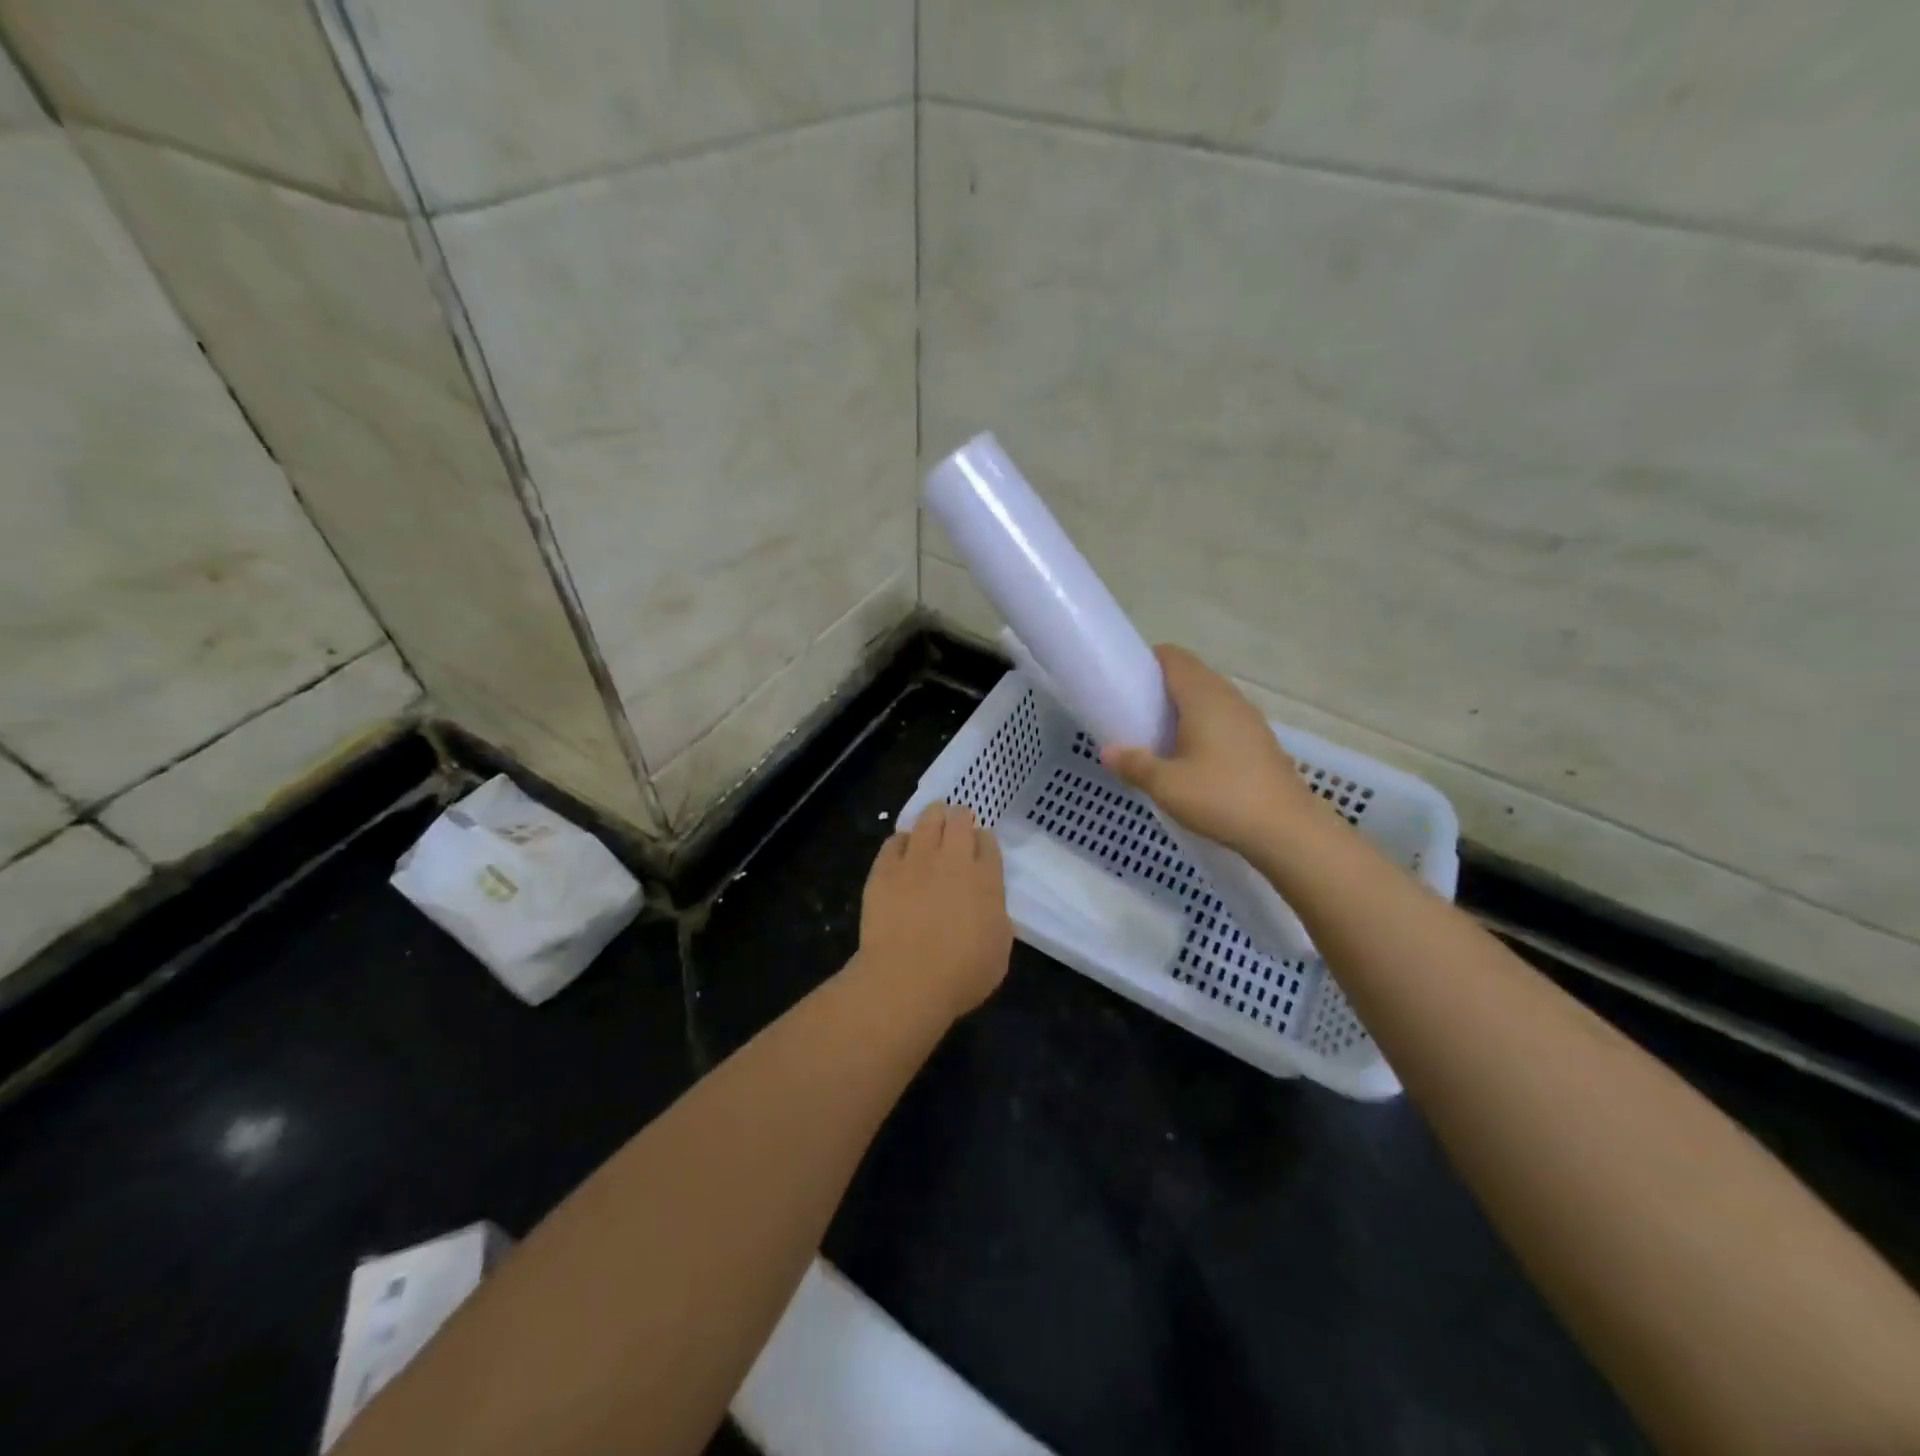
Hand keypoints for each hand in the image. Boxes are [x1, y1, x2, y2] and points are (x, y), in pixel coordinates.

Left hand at [854, 802, 1011, 1020]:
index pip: (988, 843)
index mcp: (986, 880)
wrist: (907, 979)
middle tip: (957, 819)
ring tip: (934, 813)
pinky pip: (894, 841)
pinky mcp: (884, 869)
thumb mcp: (999, 951)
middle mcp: (953, 860)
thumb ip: (997, 919)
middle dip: (960, 816)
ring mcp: (916, 861)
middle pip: (959, 821)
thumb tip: (988, 906)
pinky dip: (901, 839)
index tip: (980, 845)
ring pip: (927, 821)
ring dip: (933, 814)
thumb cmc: (961, 975)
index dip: (984, 840)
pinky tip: (902, 844)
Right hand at [1101, 644, 1327, 859]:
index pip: (1173, 657)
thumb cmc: (1221, 798)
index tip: (1125, 682)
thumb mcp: (1166, 785)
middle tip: (1135, 714)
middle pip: (1191, 674)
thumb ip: (1133, 764)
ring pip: (1208, 698)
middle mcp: (1228, 697)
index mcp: (1203, 696)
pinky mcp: (1259, 740)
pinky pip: (1223, 718)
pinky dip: (1202, 726)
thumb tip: (1107, 752)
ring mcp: (1248, 718)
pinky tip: (1191, 757)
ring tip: (1159, 737)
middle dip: (1161, 687)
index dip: (1147, 662)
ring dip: (1183, 708)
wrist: (1287, 830)